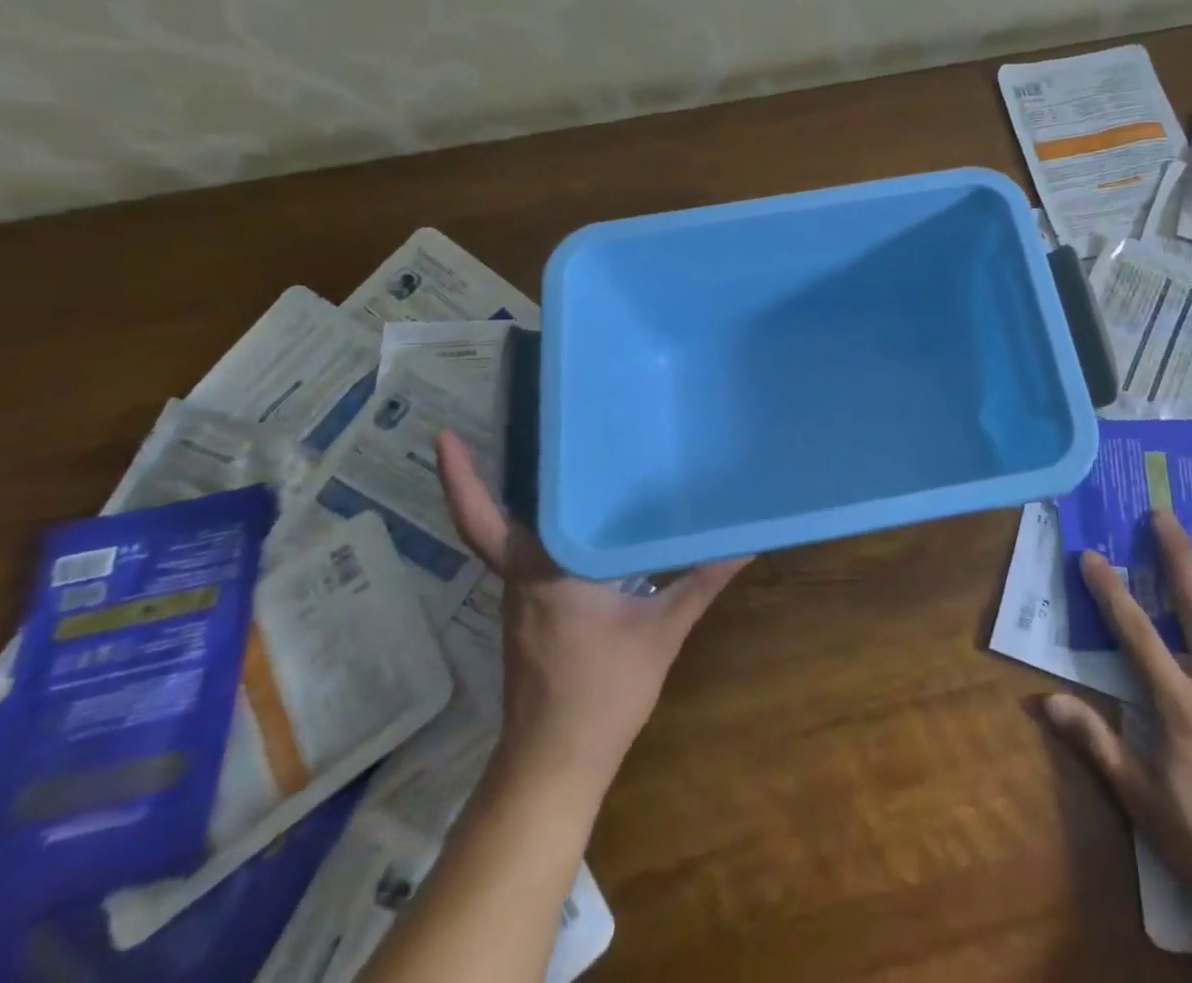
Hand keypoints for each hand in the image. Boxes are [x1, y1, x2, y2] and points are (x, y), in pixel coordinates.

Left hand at [436, 431, 750, 805]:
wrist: (556, 767)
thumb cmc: (603, 694)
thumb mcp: (662, 631)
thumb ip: (702, 580)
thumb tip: (746, 541)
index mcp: (543, 572)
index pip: (487, 520)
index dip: (460, 479)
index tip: (445, 435)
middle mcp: (522, 579)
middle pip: (496, 519)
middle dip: (492, 474)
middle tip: (524, 425)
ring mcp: (521, 600)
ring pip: (514, 538)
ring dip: (522, 501)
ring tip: (560, 459)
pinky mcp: (531, 617)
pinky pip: (529, 558)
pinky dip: (543, 530)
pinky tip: (582, 521)